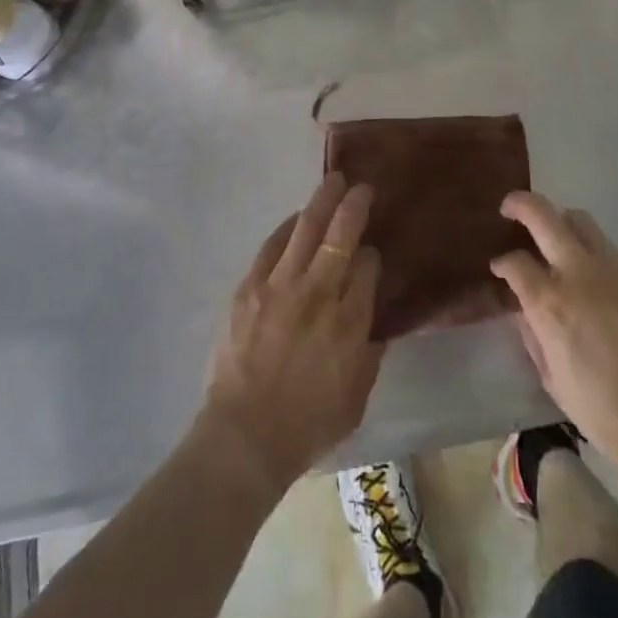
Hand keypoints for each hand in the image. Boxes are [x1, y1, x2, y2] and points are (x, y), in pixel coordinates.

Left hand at [200, 173, 382, 490]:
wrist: (245, 436)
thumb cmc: (307, 425)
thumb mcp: (356, 396)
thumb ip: (369, 353)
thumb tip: (372, 320)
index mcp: (349, 321)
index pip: (367, 268)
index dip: (372, 256)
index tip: (371, 255)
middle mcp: (318, 293)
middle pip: (340, 235)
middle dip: (353, 205)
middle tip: (361, 186)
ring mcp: (281, 285)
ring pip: (305, 229)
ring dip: (322, 201)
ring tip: (332, 182)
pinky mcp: (250, 287)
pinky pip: (272, 246)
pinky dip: (287, 228)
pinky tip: (294, 219)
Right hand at [490, 193, 617, 477]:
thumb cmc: (604, 413)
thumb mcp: (552, 379)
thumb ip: (533, 336)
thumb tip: (525, 310)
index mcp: (551, 304)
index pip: (515, 262)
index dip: (502, 263)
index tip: (499, 270)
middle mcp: (579, 274)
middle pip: (543, 215)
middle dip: (520, 205)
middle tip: (509, 210)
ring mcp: (613, 270)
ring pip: (579, 219)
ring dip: (558, 221)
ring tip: (551, 238)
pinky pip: (606, 246)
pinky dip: (588, 248)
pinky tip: (588, 275)